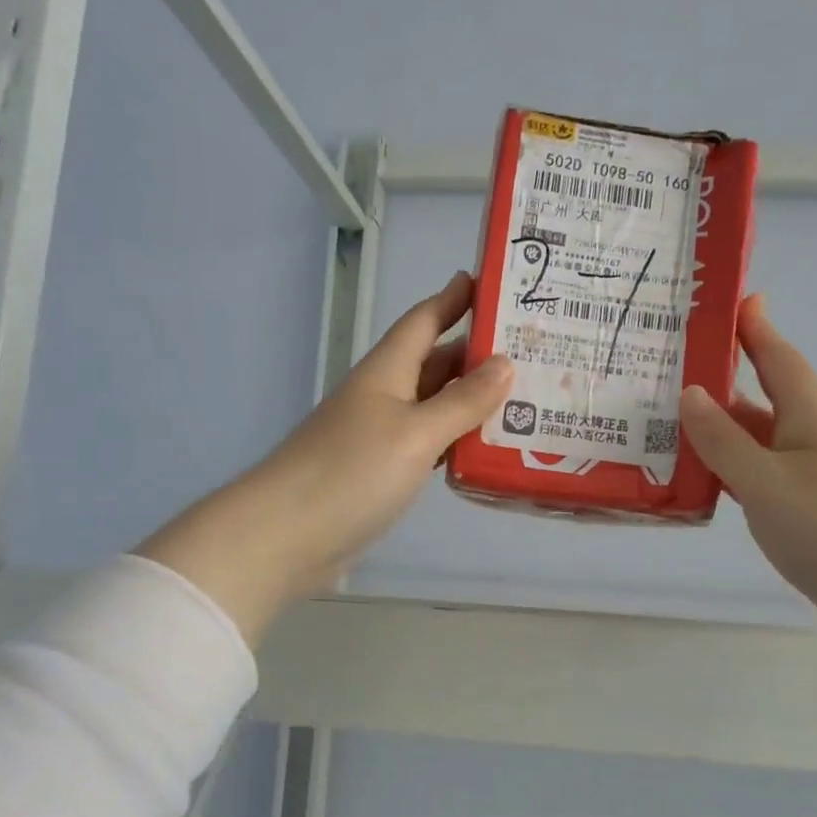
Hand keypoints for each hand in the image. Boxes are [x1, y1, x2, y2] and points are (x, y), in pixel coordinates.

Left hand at [139, 271, 512, 642]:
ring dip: (472, 400)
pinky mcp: (381, 473)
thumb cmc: (351, 473)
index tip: (487, 280)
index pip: (424, 321)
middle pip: (435, 363)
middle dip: (477, 353)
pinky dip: (457, 440)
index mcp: (387, 372)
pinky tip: (485, 449)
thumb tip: (505, 363)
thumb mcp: (416, 433)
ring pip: (434, 406)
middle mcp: (384, 396)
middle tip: (531, 350)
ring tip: (523, 398)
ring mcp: (380, 436)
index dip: (453, 298)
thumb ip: (462, 401)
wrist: (285, 536)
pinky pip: (428, 444)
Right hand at [679, 296, 816, 661]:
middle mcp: (811, 441)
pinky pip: (758, 482)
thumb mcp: (767, 481)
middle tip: (670, 370)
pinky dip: (728, 475)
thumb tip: (690, 392)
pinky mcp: (806, 518)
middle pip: (762, 400)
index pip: (778, 358)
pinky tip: (700, 483)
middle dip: (723, 381)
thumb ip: (725, 440)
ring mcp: (810, 482)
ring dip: (719, 433)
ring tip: (665, 425)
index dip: (755, 328)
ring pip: (756, 444)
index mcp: (809, 418)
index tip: (730, 300)